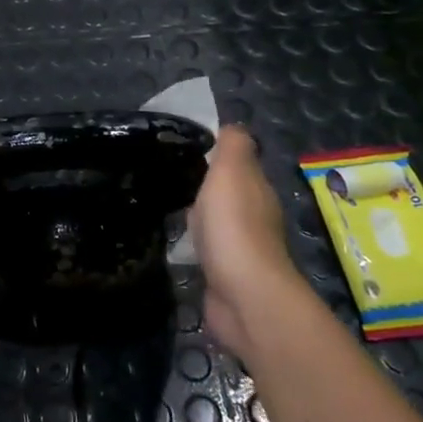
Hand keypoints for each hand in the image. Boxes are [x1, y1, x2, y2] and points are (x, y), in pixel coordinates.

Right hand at [189, 126, 300, 356]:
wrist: (243, 295)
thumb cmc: (234, 226)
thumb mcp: (232, 172)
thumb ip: (233, 146)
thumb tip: (232, 126)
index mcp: (257, 190)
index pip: (239, 164)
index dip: (216, 154)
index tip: (184, 146)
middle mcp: (254, 216)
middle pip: (229, 192)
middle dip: (205, 183)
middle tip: (167, 173)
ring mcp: (241, 249)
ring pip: (217, 221)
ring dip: (199, 214)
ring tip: (165, 203)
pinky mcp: (225, 275)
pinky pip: (208, 249)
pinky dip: (195, 242)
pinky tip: (176, 239)